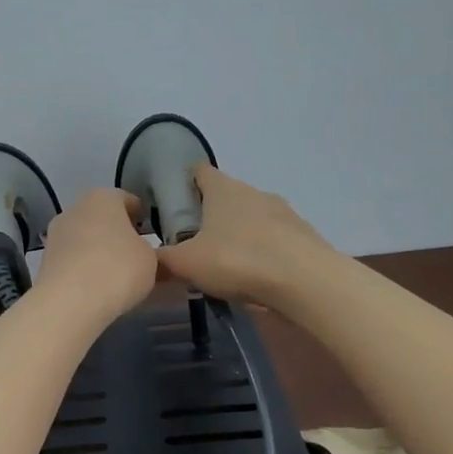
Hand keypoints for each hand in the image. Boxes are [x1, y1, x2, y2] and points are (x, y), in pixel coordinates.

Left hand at [35, 188, 156, 324]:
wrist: (69, 302)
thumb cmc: (118, 270)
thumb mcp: (150, 260)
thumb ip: (147, 250)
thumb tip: (139, 252)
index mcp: (103, 197)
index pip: (127, 200)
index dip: (141, 217)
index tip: (151, 235)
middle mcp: (75, 208)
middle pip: (102, 217)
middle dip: (116, 233)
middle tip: (134, 255)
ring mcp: (56, 233)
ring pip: (84, 237)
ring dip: (97, 250)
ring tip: (114, 274)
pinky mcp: (44, 259)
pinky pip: (72, 258)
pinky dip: (82, 267)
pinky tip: (94, 286)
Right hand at [155, 164, 330, 306]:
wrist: (307, 282)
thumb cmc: (238, 260)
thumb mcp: (187, 264)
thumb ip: (161, 260)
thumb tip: (146, 259)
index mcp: (222, 188)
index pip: (198, 171)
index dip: (183, 184)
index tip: (172, 206)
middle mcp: (253, 192)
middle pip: (224, 197)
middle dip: (208, 216)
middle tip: (192, 244)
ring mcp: (283, 212)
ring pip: (250, 219)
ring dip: (236, 236)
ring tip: (224, 267)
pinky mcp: (302, 236)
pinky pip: (273, 241)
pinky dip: (261, 254)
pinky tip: (254, 280)